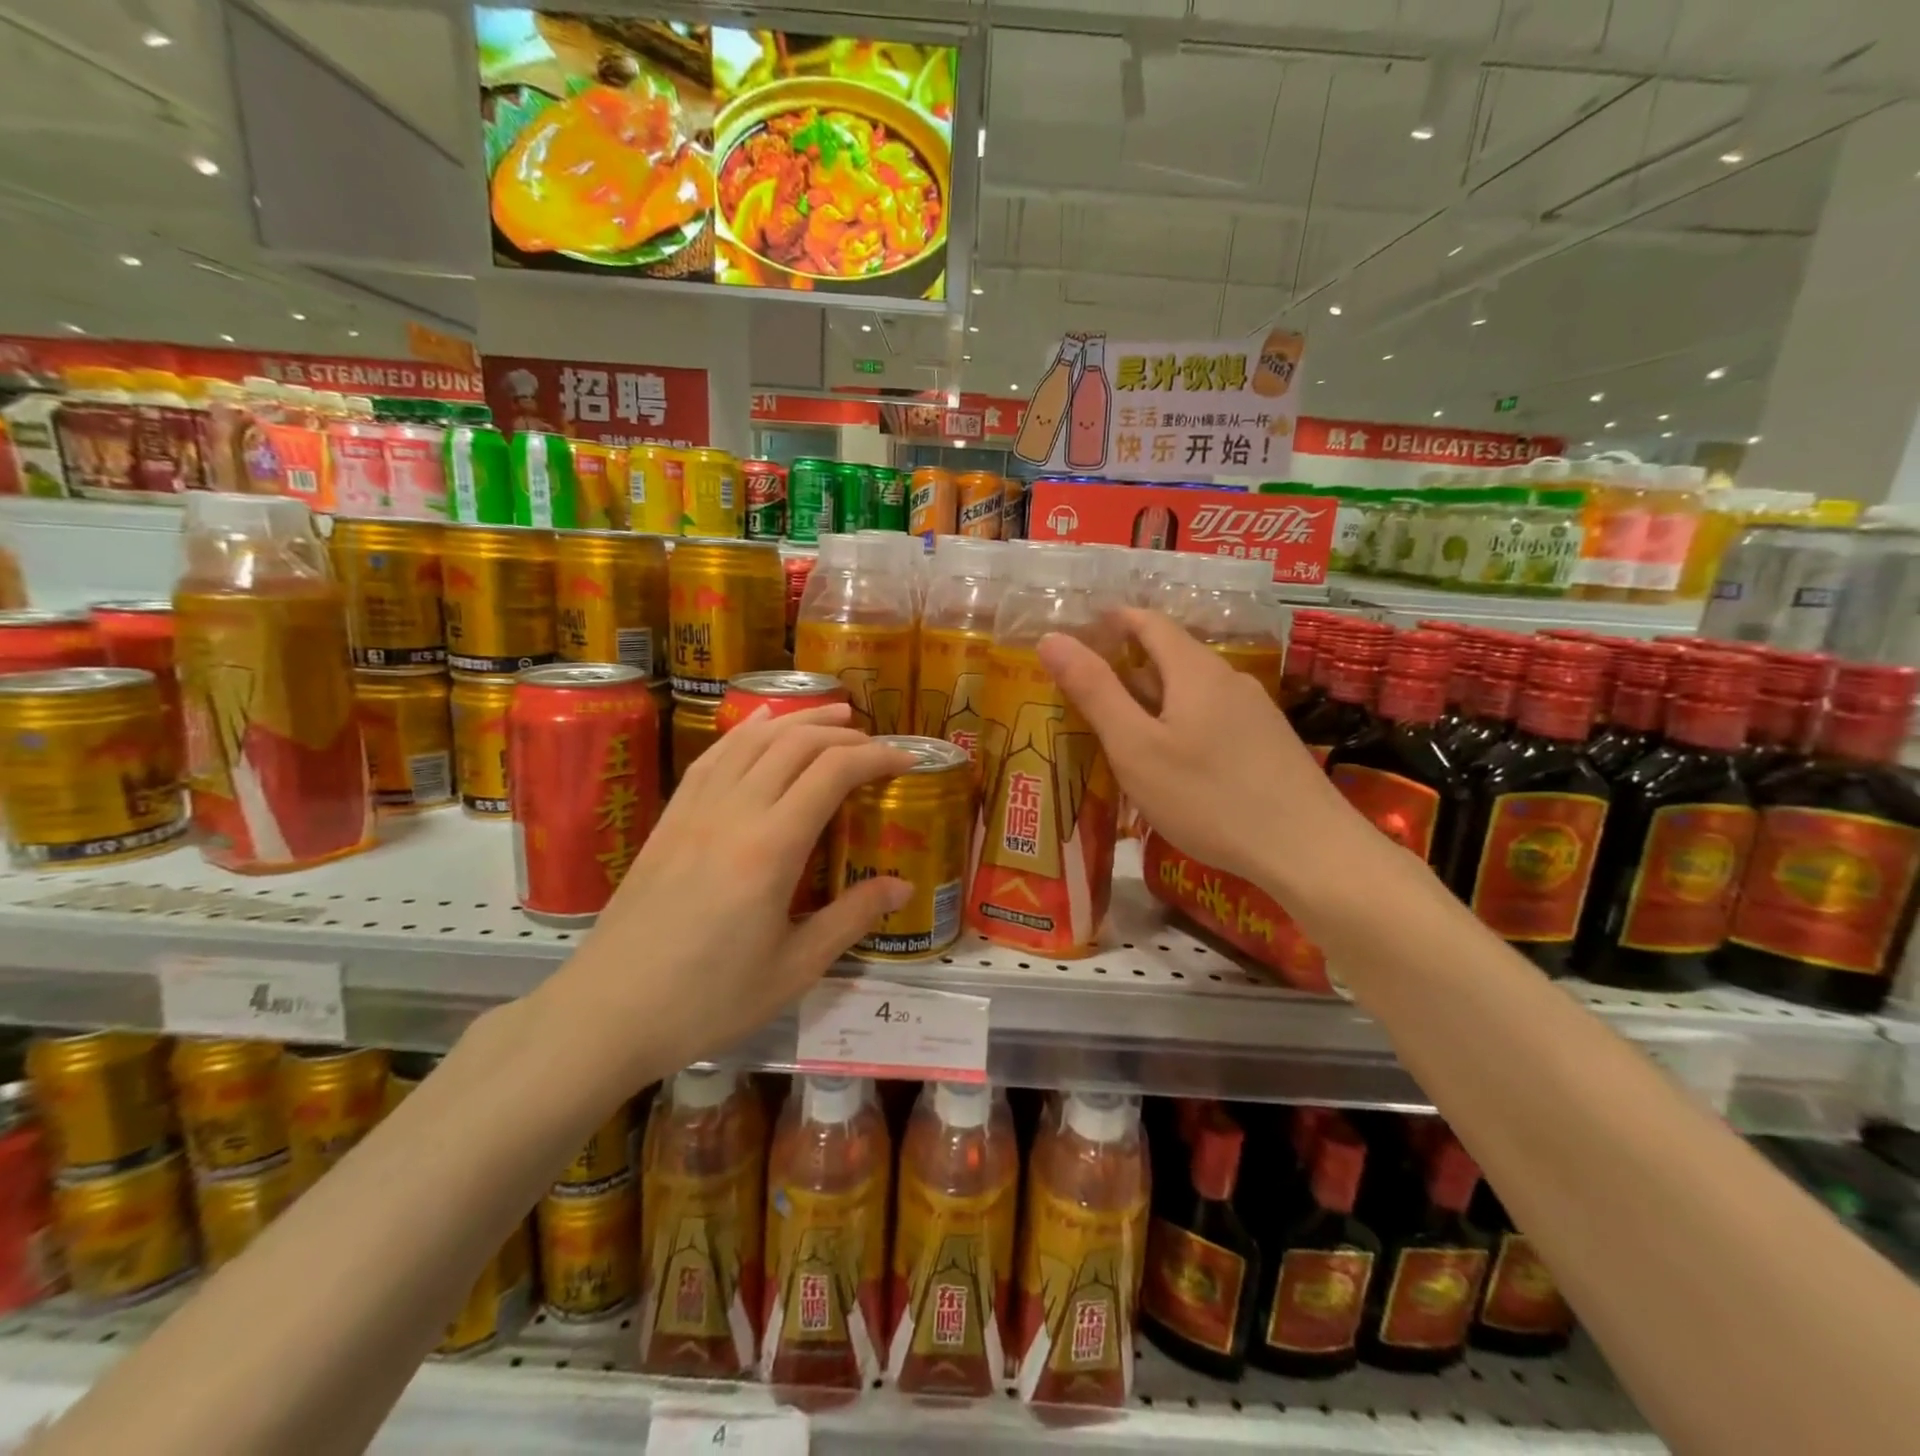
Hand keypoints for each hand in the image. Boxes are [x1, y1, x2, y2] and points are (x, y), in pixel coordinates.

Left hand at [545, 704, 915, 1081]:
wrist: (607, 1014)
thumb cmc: (707, 1000)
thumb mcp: (793, 969)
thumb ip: (850, 919)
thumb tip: (901, 885)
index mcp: (771, 848)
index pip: (833, 773)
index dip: (877, 757)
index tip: (908, 760)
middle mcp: (734, 813)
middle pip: (796, 745)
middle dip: (844, 734)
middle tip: (877, 744)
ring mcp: (695, 810)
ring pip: (754, 741)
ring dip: (799, 720)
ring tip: (834, 714)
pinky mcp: (669, 819)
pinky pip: (713, 757)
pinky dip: (746, 731)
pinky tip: (762, 724)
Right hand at [1038, 607, 1355, 892]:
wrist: (1307, 850)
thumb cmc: (1208, 797)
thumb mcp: (1135, 747)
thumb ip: (1094, 691)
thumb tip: (1052, 638)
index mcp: (1195, 670)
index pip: (1149, 622)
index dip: (1113, 620)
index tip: (1080, 630)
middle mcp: (1229, 679)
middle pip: (1172, 655)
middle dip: (1128, 663)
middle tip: (1086, 688)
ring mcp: (1255, 711)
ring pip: (1193, 690)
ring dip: (1154, 697)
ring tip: (1121, 726)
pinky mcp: (1268, 743)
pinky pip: (1212, 716)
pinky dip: (1180, 721)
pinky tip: (1172, 759)